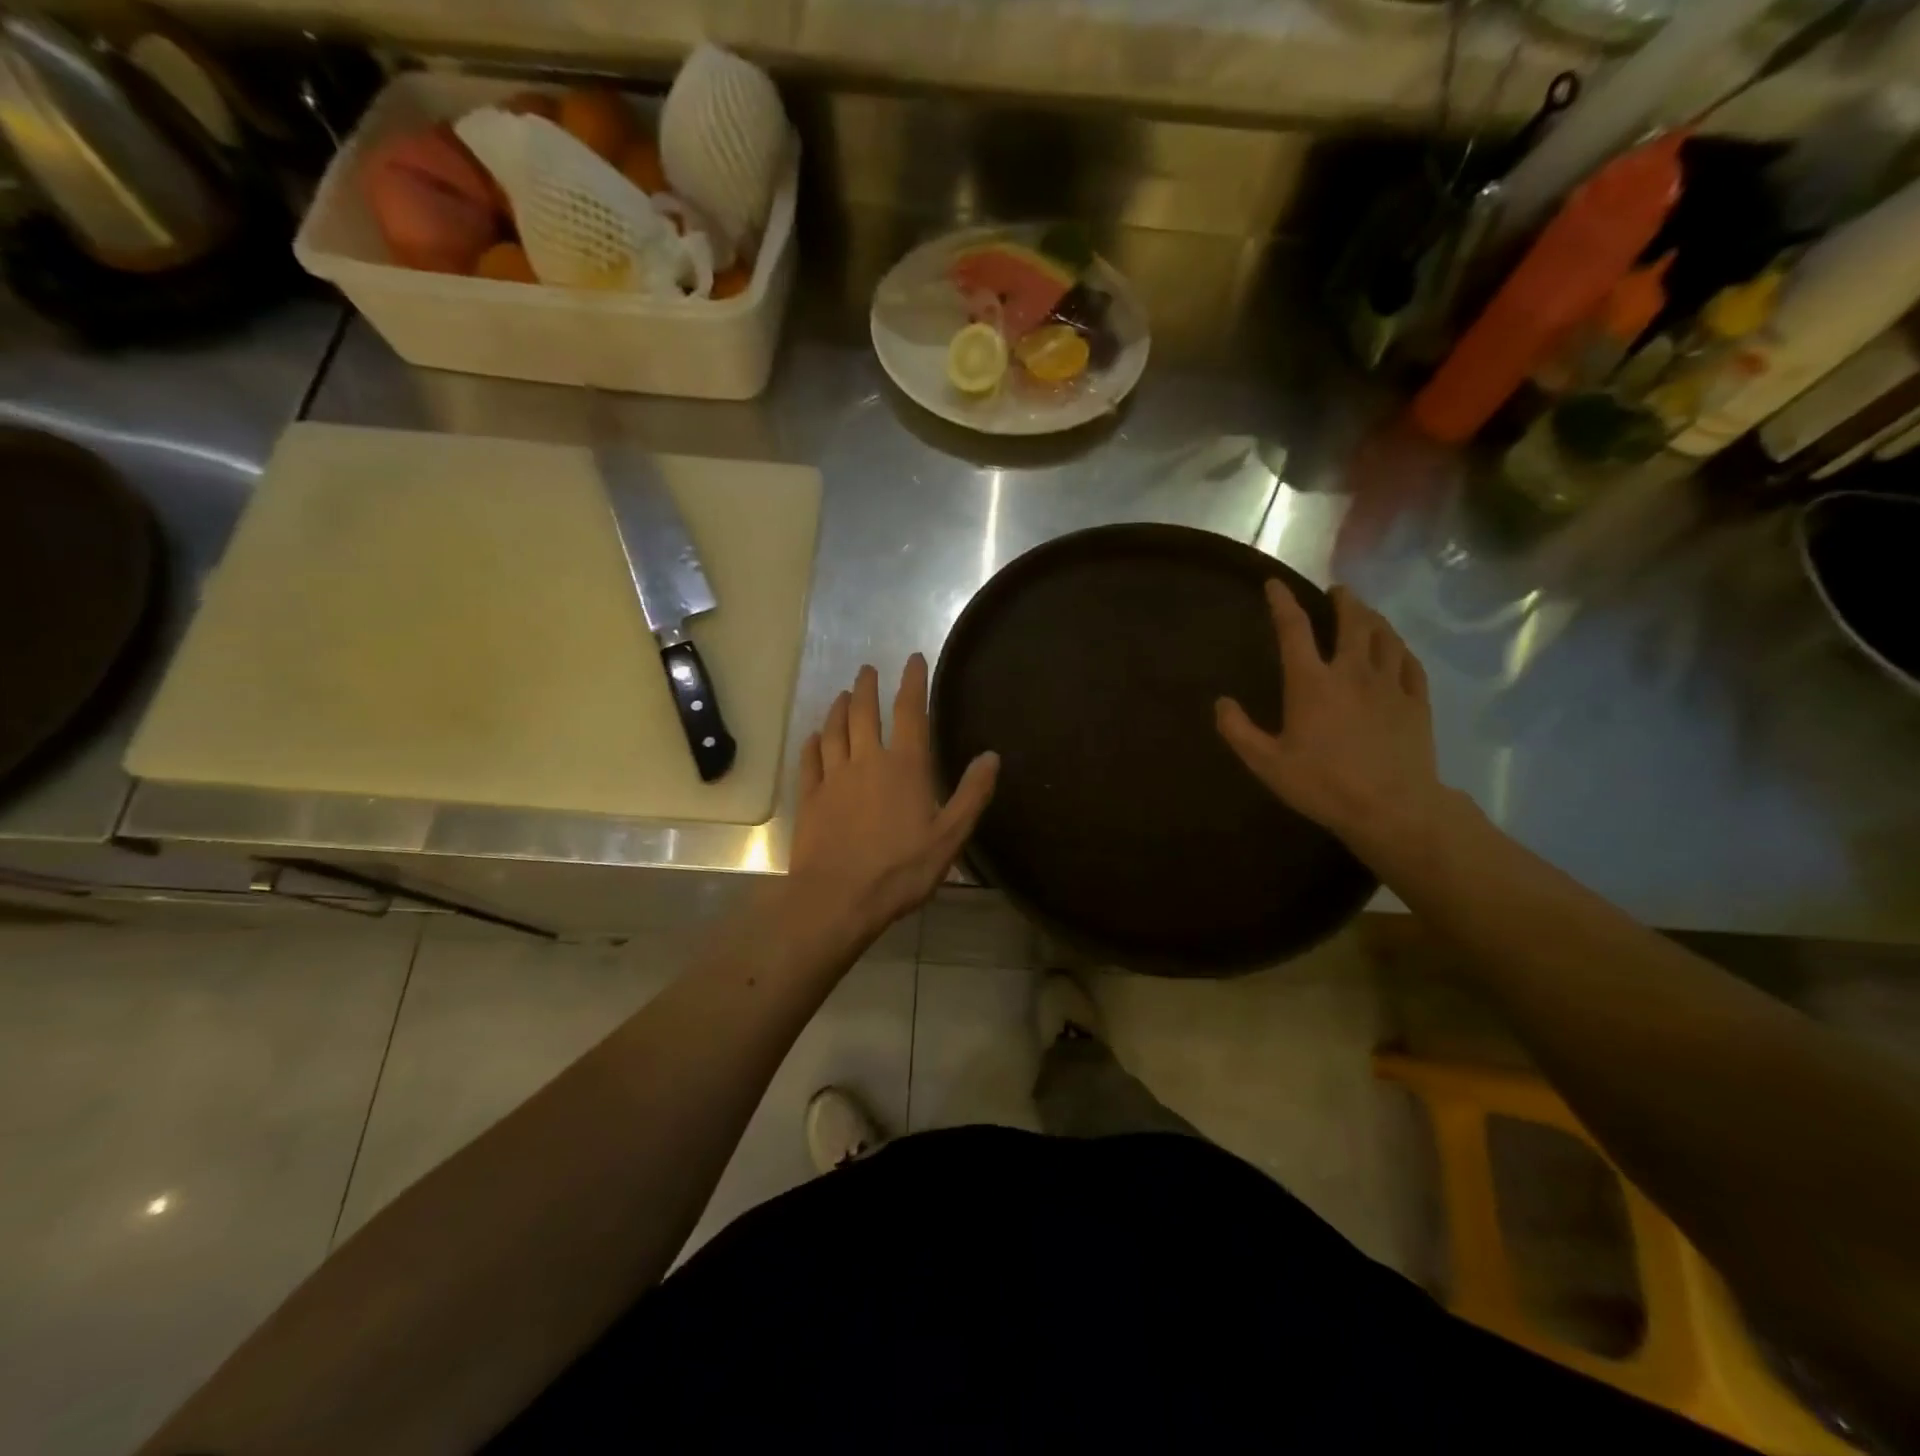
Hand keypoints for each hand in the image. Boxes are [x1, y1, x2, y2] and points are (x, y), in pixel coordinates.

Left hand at [788, 655, 998, 944]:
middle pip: (864, 713)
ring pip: (834, 731)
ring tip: (842, 694)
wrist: (839, 897)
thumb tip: (991, 755)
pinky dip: (812, 743)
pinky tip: (813, 736)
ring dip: (839, 709)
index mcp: (905, 766)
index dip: (912, 682)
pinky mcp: (810, 797)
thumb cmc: (901, 869)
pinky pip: (810, 760)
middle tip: (867, 669)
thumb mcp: (950, 836)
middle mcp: (867, 760)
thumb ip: (972, 794)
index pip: (910, 712)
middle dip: (867, 687)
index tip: (912, 659)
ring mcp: (834, 777)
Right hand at [1215, 581, 1445, 858]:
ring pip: (1384, 636)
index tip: (1274, 584)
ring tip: (1365, 612)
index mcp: (1311, 683)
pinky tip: (1396, 649)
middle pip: (1351, 621)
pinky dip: (1399, 648)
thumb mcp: (1266, 763)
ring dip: (1373, 617)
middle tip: (1337, 591)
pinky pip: (1409, 662)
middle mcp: (1352, 672)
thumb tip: (1221, 702)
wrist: (1392, 808)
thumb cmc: (1323, 784)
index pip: (1293, 629)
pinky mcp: (1416, 701)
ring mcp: (1389, 684)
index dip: (1282, 602)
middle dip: (1343, 600)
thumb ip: (1238, 731)